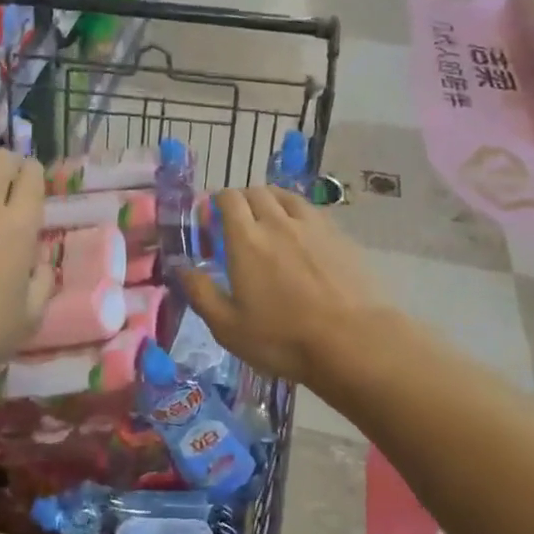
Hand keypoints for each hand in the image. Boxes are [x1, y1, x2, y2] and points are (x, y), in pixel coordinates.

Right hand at [174, 187, 393, 389]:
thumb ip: (201, 293)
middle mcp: (278, 222)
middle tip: (237, 222)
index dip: (216, 202)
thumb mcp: (228, 327)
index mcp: (246, 240)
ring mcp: (312, 226)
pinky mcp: (339, 236)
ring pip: (285, 196)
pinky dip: (297, 213)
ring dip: (270, 201)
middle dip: (242, 200)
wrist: (353, 342)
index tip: (211, 218)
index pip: (228, 199)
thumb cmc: (283, 338)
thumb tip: (181, 268)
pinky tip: (300, 234)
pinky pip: (311, 211)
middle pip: (256, 192)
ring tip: (268, 220)